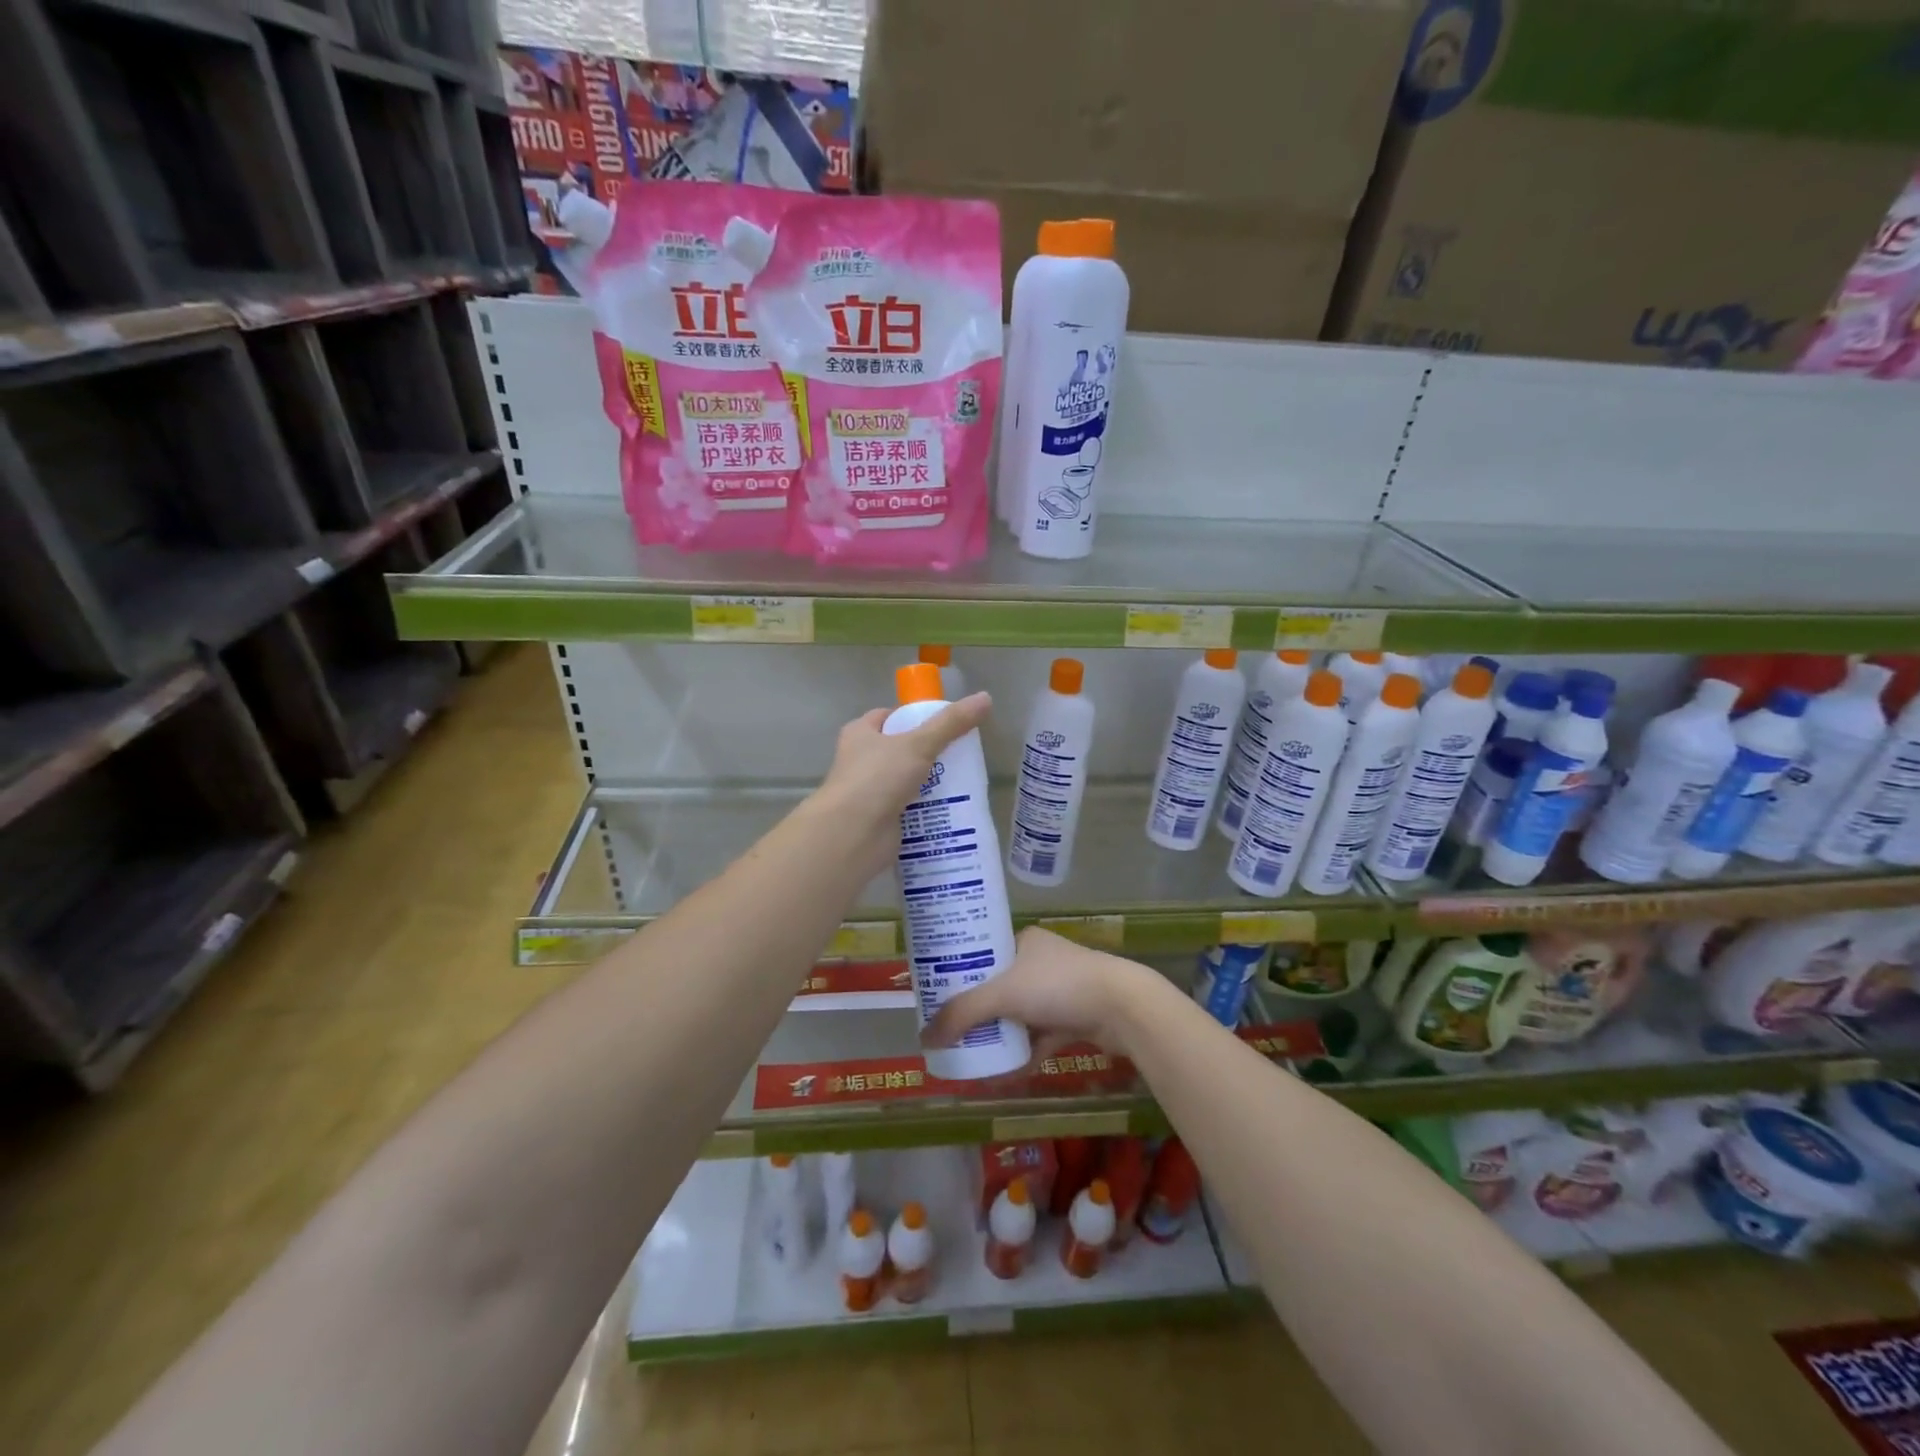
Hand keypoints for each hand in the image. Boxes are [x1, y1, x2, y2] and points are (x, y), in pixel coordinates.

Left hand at [810, 692, 992, 873]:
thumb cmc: (877, 778)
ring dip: (930, 785)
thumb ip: (951, 723)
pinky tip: (952, 811)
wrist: (853, 835)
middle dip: (928, 754)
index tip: (943, 725)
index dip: (914, 717)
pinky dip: (927, 811)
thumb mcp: (918, 744)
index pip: (888, 717)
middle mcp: (860, 761)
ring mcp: (869, 793)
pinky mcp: (879, 820)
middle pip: (900, 750)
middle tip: (960, 756)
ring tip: (964, 784)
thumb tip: (985, 697)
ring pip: (906, 782)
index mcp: (859, 734)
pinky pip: (909, 810)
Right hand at [922, 928, 1163, 1057]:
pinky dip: (1022, 1053)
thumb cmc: (1058, 986)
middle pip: (998, 988)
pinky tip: (1002, 1073)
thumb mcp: (1003, 994)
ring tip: (969, 1053)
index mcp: (1023, 942)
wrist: (1122, 1008)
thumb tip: (925, 1037)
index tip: (936, 996)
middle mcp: (1040, 962)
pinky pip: (1039, 1037)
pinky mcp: (1074, 1019)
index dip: (959, 974)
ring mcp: (1058, 991)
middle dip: (976, 1011)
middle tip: (949, 1030)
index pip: (983, 953)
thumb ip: (963, 1014)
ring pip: (1018, 1015)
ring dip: (998, 1035)